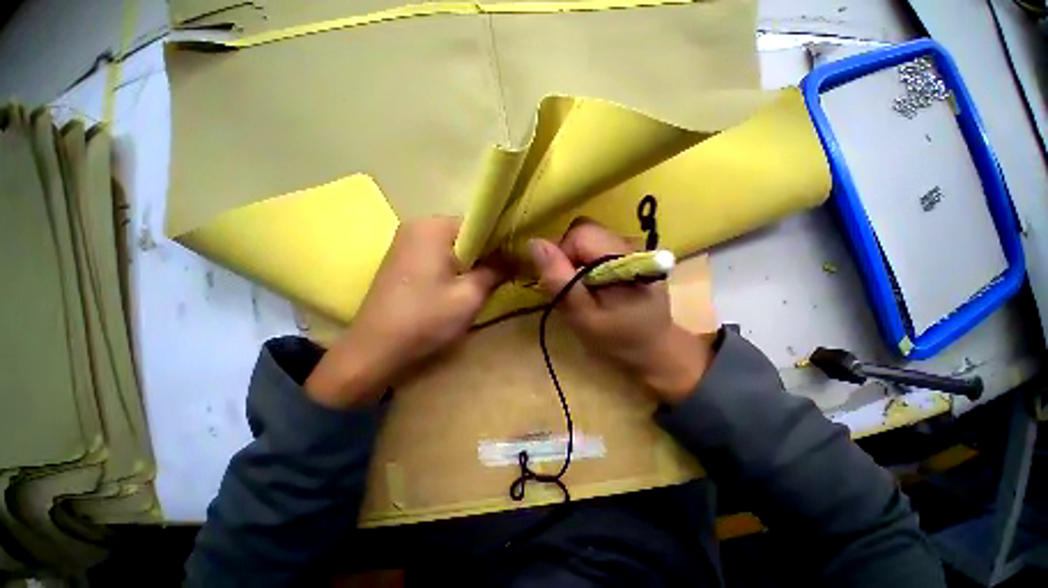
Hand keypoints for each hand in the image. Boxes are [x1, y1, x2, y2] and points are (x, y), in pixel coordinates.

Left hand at [305, 217, 504, 407]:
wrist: (374, 349)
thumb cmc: (426, 319)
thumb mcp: (470, 295)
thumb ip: (496, 270)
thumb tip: (515, 258)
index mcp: (434, 226)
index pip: (480, 224)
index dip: (500, 243)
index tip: (514, 261)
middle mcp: (417, 225)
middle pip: (465, 234)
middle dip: (485, 254)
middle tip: (500, 276)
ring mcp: (406, 241)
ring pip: (452, 246)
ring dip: (470, 263)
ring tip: (481, 284)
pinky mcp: (401, 258)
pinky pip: (437, 255)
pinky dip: (453, 267)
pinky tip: (457, 287)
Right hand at [529, 219, 713, 402]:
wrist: (653, 347)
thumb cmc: (616, 337)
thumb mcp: (582, 315)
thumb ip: (559, 280)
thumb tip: (534, 243)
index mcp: (621, 257)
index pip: (578, 234)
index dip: (561, 255)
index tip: (562, 284)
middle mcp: (629, 243)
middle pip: (583, 230)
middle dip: (567, 255)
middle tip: (570, 286)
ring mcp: (631, 246)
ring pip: (588, 236)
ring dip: (575, 258)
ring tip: (581, 286)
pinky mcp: (629, 253)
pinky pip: (596, 244)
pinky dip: (585, 260)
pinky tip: (593, 282)